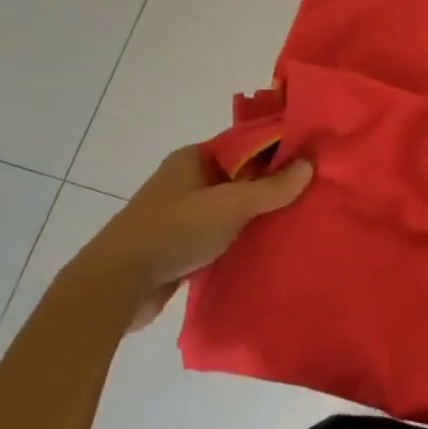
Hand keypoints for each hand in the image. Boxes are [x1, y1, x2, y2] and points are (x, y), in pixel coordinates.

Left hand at [80, 145, 310, 332]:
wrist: (117, 285)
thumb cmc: (175, 231)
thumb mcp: (231, 206)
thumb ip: (272, 188)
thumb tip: (309, 164)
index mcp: (193, 158)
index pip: (244, 143)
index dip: (276, 149)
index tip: (310, 160)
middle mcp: (186, 180)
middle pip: (239, 175)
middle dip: (270, 185)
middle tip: (310, 193)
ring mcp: (180, 213)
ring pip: (229, 207)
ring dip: (255, 215)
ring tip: (295, 220)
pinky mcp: (178, 244)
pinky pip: (218, 233)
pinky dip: (238, 238)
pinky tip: (265, 247)